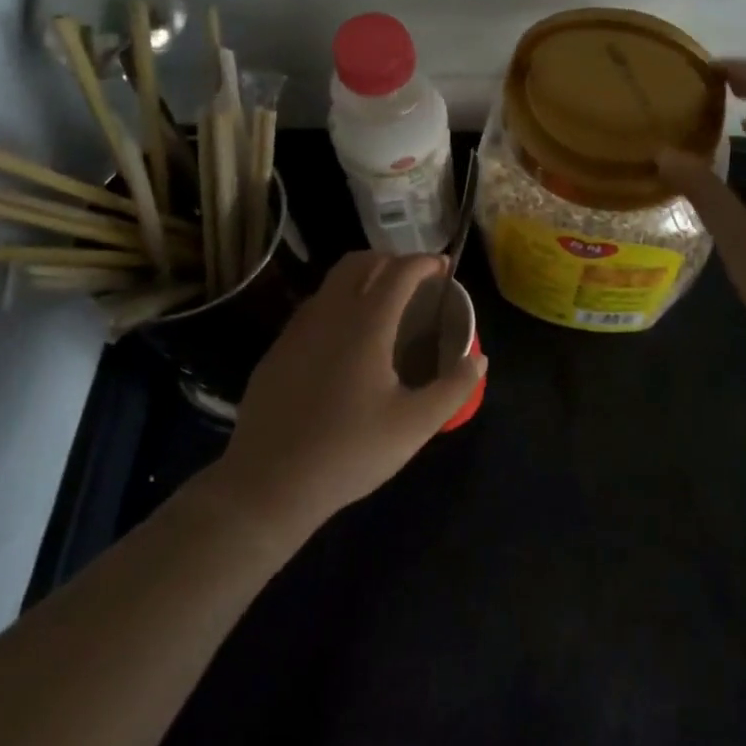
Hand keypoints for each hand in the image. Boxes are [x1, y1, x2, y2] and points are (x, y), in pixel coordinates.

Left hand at [203, 252, 484, 552]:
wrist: (267, 485)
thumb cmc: (349, 451)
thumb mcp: (414, 426)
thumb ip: (454, 388)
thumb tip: (478, 359)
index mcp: (366, 324)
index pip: (399, 271)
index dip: (424, 262)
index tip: (443, 268)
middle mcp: (329, 314)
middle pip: (359, 262)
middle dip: (391, 260)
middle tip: (414, 280)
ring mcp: (297, 331)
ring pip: (332, 283)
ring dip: (362, 279)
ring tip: (384, 304)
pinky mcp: (277, 351)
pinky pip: (313, 308)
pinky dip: (338, 304)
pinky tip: (346, 340)